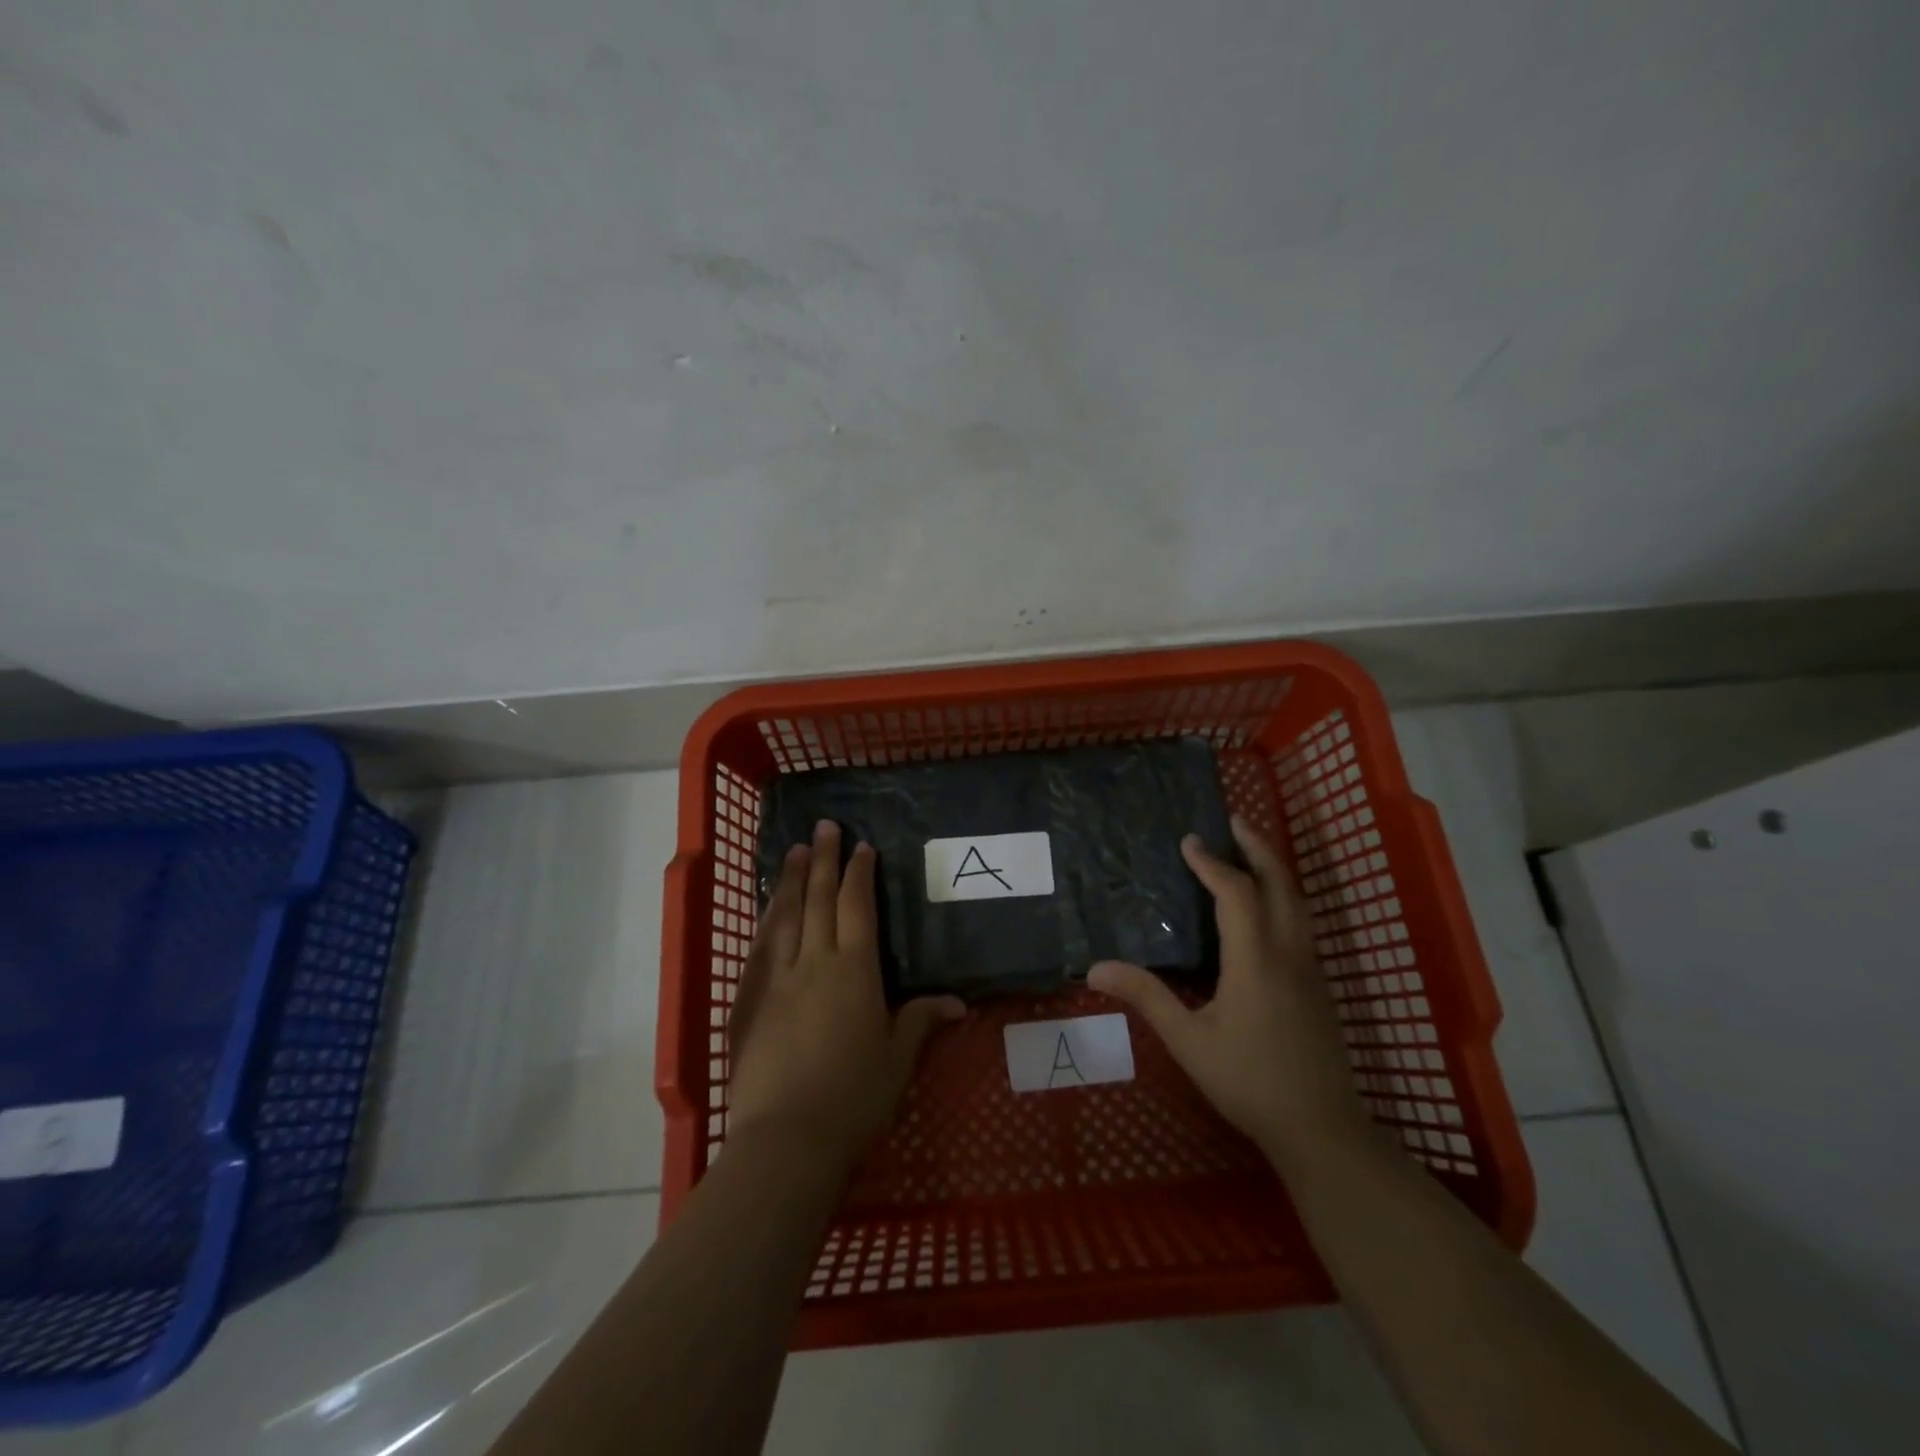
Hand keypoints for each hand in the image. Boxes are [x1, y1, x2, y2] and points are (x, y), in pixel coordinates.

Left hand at [726, 820, 965, 1171]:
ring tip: (794, 849)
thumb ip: (921, 1021)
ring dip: (790, 878)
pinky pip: (759, 946)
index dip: (859, 874)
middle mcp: (814, 962)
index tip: (861, 847)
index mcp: (854, 971)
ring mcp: (776, 978)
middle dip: (822, 859)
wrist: (786, 1137)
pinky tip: (767, 907)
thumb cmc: (852, 1097)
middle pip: (817, 898)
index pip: (856, 908)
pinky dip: (765, 918)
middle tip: (824, 826)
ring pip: (783, 914)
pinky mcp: (748, 999)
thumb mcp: (897, 1059)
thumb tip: (957, 1001)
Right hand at [1089, 816, 1367, 1168]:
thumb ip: (1146, 997)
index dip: (1211, 863)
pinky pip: (1301, 922)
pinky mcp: (1319, 984)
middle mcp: (1289, 953)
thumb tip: (1095, 967)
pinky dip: (1283, 895)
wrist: (1321, 1128)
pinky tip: (1266, 906)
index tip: (1188, 840)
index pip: (1236, 893)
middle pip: (1280, 884)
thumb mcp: (1188, 1041)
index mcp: (1256, 960)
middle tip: (1233, 821)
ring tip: (1249, 850)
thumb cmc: (1248, 1081)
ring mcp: (1310, 968)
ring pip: (1298, 902)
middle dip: (1257, 848)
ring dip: (1274, 868)